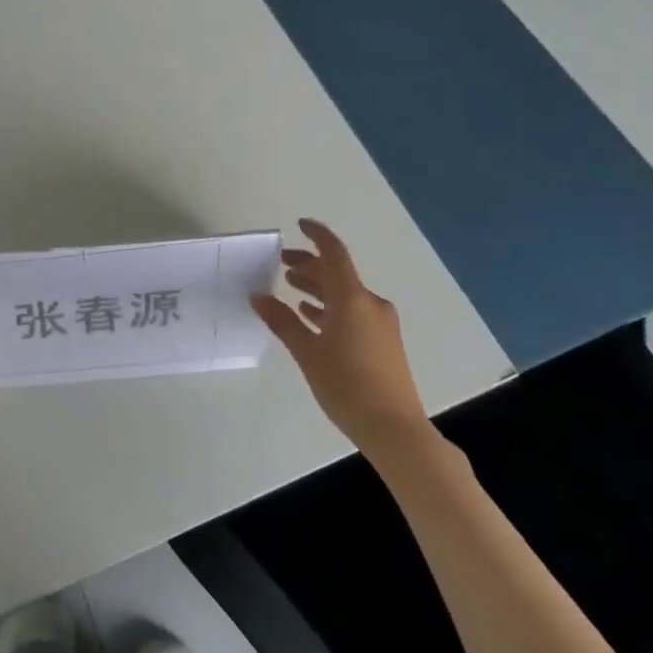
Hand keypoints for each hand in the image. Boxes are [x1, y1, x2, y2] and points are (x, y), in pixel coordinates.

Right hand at [252, 219, 430, 455]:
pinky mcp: (382, 342)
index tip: (299, 224)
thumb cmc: (346, 385)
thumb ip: (282, 321)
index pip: (334, 254)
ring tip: (291, 286)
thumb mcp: (307, 352)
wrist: (393, 428)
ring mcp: (380, 323)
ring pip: (345, 294)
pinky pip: (353, 312)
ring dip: (319, 287)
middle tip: (282, 262)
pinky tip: (311, 316)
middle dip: (310, 264)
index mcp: (353, 299)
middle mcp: (370, 304)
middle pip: (338, 273)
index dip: (317, 236)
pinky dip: (331, 307)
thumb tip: (258, 296)